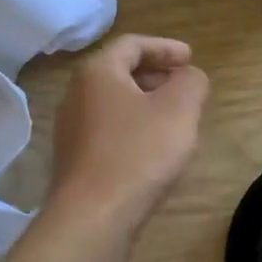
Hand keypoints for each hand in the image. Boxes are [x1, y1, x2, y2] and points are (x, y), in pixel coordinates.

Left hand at [49, 35, 208, 231]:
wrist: (93, 217)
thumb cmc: (138, 154)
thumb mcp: (179, 110)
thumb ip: (191, 82)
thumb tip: (189, 76)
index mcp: (97, 73)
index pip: (132, 45)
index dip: (165, 47)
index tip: (191, 58)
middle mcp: (76, 95)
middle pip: (119, 73)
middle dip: (155, 75)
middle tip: (184, 86)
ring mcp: (71, 130)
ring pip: (114, 104)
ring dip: (145, 104)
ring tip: (174, 119)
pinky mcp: (75, 161)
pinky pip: (108, 132)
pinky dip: (133, 129)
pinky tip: (153, 151)